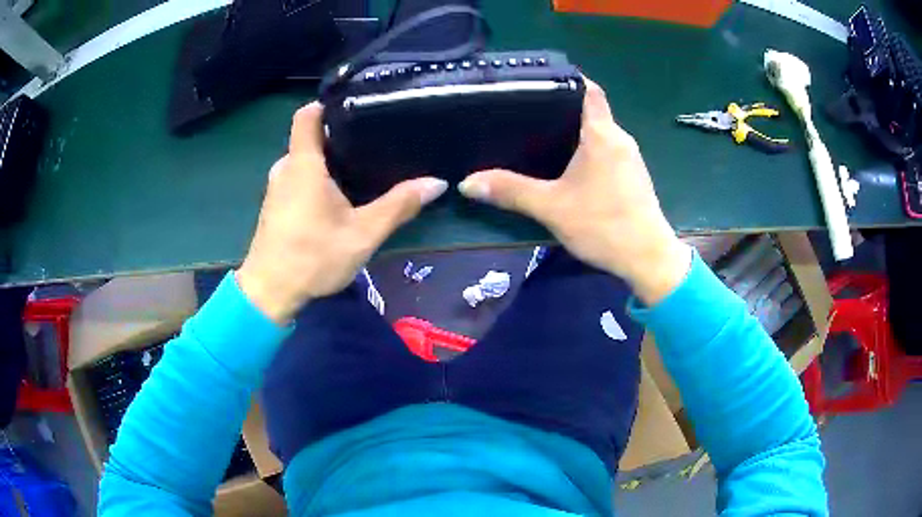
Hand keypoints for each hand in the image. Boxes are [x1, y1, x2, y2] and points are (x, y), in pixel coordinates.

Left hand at [237, 103, 447, 323]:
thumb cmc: (312, 257)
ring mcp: (277, 188)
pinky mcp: (275, 206)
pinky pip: (298, 180)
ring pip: (305, 162)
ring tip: (363, 167)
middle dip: (339, 138)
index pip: (307, 115)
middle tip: (374, 143)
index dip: (329, 105)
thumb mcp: (363, 233)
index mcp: (303, 164)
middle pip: (312, 139)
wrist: (269, 293)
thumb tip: (437, 182)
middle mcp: (285, 168)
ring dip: (329, 162)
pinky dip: (317, 180)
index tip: (357, 108)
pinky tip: (339, 196)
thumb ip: (398, 206)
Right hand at [459, 79, 690, 304]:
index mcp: (602, 134)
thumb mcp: (551, 207)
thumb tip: (467, 183)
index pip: (589, 90)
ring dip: (575, 133)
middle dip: (562, 110)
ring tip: (540, 137)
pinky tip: (567, 167)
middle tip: (527, 113)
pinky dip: (587, 152)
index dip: (569, 79)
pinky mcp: (634, 177)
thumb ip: (510, 192)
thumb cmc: (603, 225)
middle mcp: (620, 139)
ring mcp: (630, 159)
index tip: (541, 81)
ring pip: (599, 134)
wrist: (648, 259)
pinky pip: (607, 153)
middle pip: (591, 111)